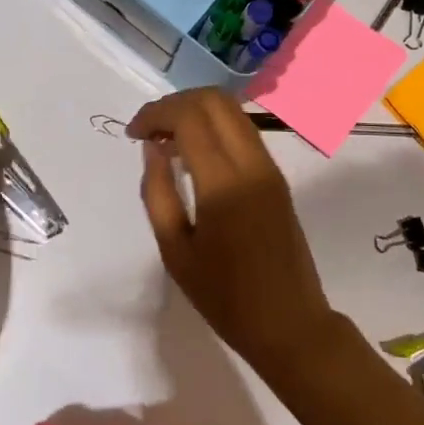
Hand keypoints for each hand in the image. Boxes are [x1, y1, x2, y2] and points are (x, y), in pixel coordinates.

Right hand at [128, 89, 341, 376]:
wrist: (290, 324)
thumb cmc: (225, 297)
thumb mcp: (175, 252)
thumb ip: (158, 192)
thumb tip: (152, 147)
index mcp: (223, 183)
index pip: (189, 117)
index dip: (156, 113)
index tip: (133, 133)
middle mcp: (251, 163)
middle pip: (214, 100)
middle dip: (176, 103)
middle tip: (149, 130)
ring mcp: (269, 166)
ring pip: (232, 110)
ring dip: (196, 111)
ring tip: (166, 139)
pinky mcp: (277, 175)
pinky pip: (243, 130)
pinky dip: (214, 126)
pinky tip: (193, 153)